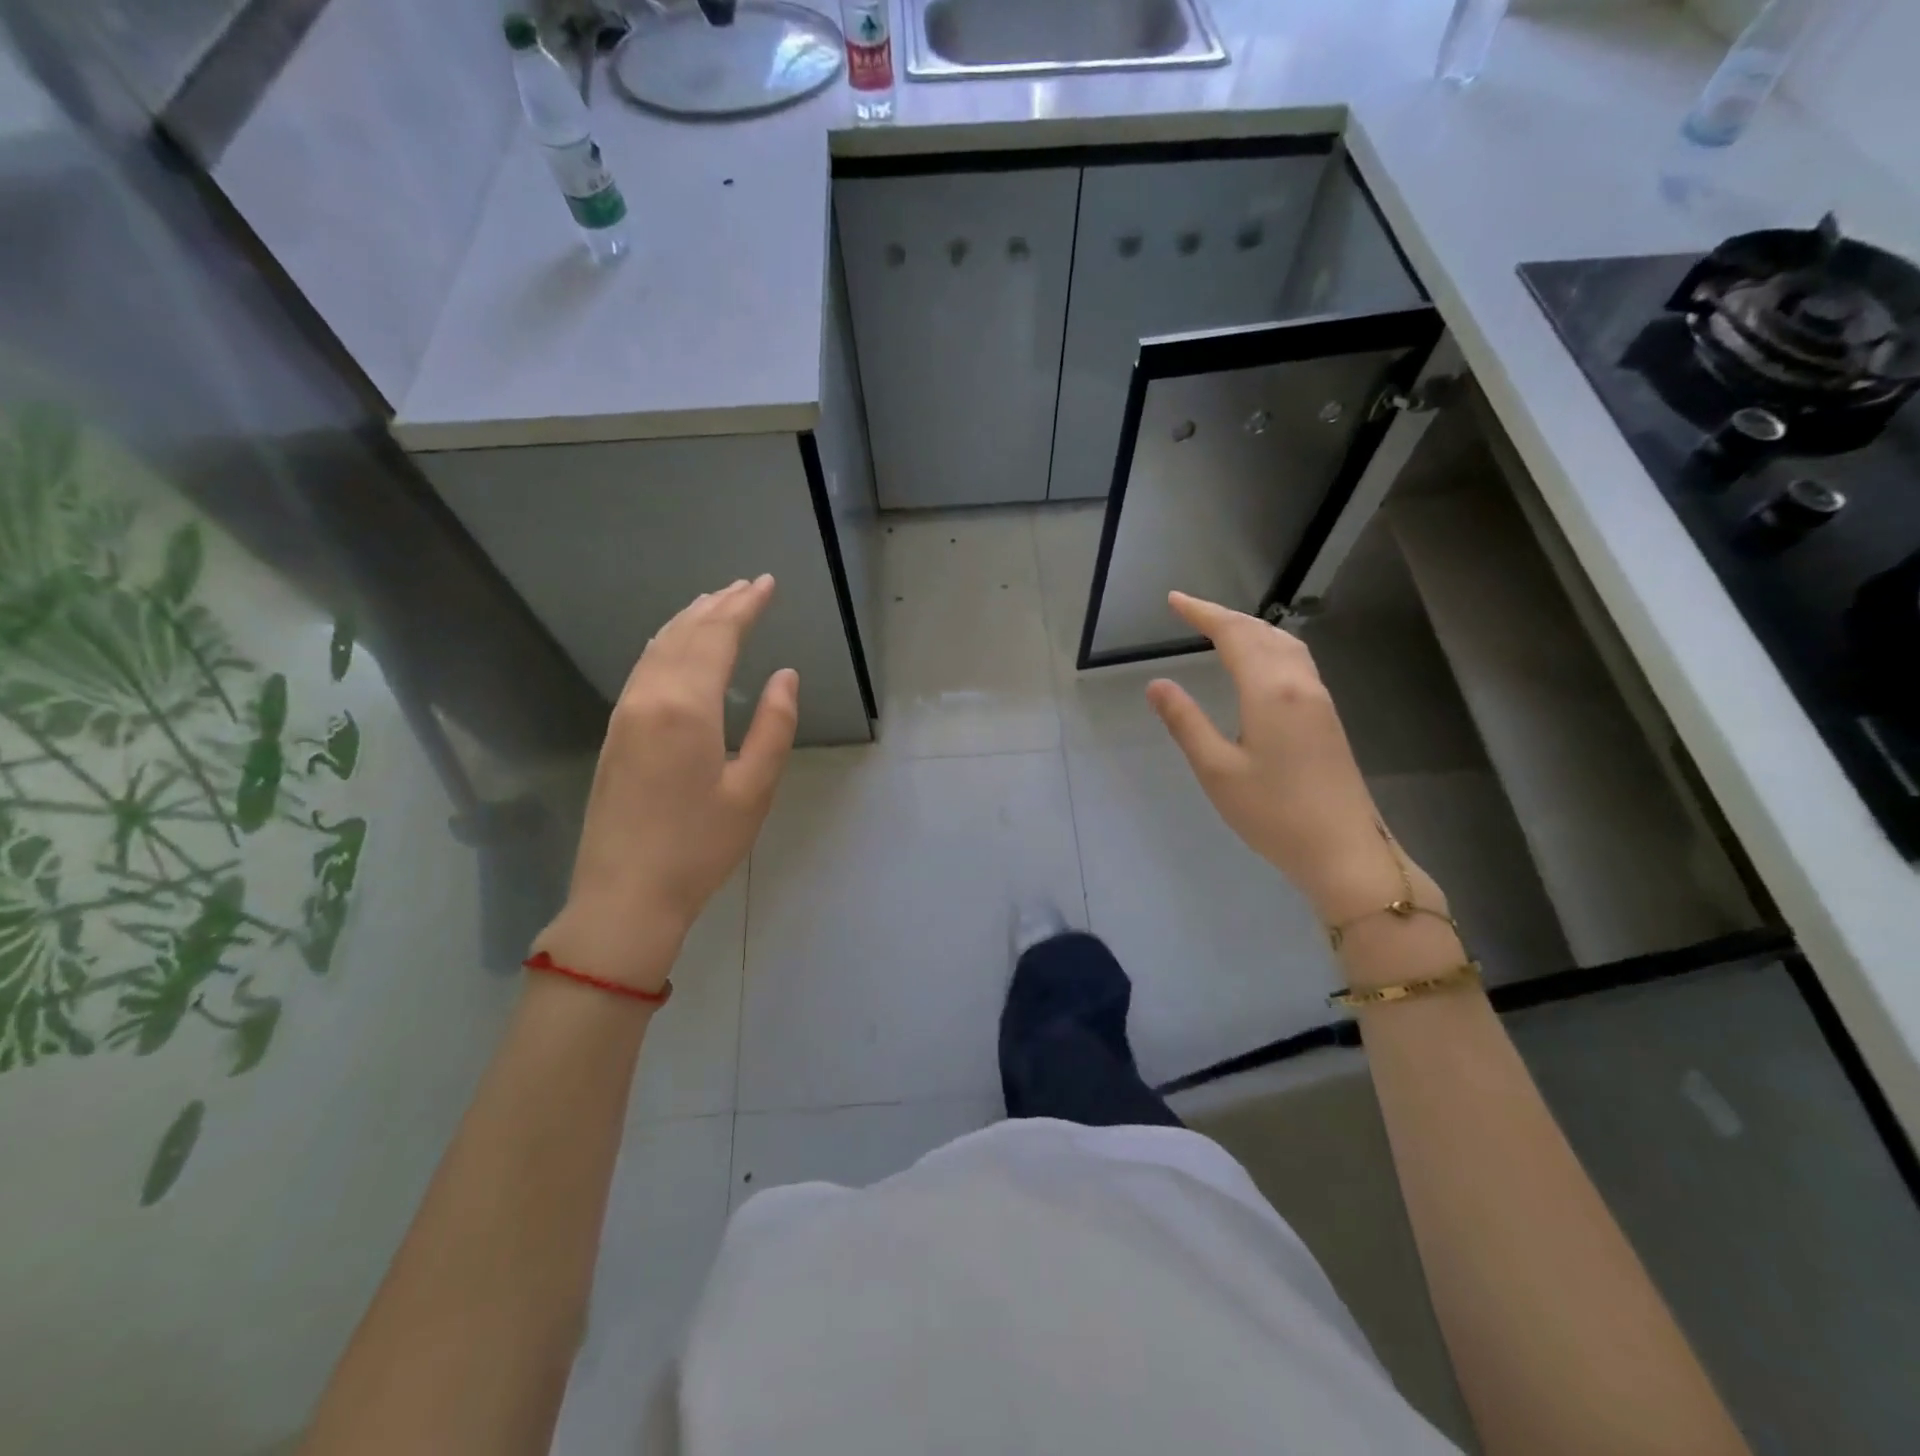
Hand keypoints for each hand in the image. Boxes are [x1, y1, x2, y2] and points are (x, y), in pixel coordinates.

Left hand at [533, 576, 797, 991]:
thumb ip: (775, 726)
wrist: (625, 895)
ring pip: (659, 647)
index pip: (718, 638)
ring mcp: (625, 714)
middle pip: (686, 634)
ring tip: (716, 602)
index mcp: (687, 707)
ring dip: (690, 620)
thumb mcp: (754, 790)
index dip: (745, 607)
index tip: (768, 584)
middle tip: (748, 585)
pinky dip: (668, 644)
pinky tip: (678, 645)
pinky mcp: (615, 732)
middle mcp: (650, 698)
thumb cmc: (700, 847)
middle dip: (719, 605)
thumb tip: (786, 676)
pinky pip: (644, 668)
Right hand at [1145, 591, 1440, 925]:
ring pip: (1285, 645)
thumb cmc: (1273, 813)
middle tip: (1190, 611)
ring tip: (1221, 628)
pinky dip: (1269, 646)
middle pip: (1262, 632)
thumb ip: (1185, 722)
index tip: (1173, 600)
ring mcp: (1320, 700)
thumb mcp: (1216, 769)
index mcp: (1271, 691)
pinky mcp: (1327, 718)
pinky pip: (1296, 662)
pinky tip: (1260, 663)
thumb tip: (1157, 684)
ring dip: (1251, 629)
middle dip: (1224, 616)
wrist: (1344, 851)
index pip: (1234, 635)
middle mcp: (1300, 684)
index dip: (1202, 613)